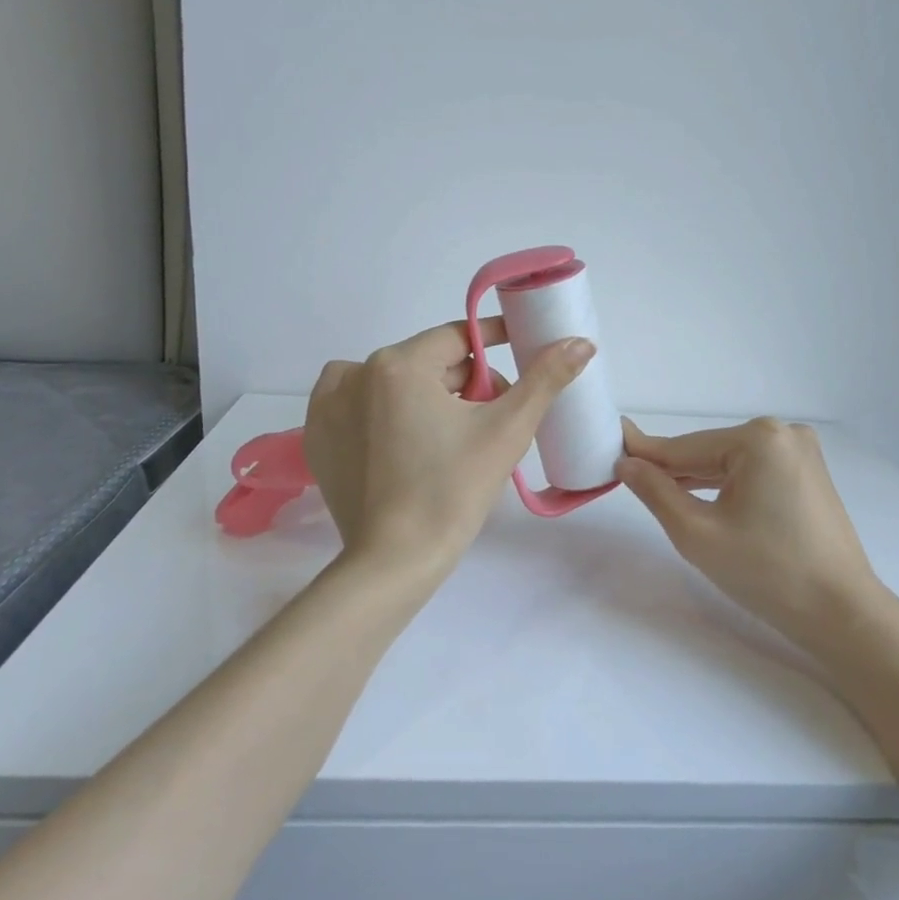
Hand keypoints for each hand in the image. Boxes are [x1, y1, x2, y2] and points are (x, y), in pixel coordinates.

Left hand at [304, 319, 592, 575]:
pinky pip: (358, 406)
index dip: (492, 345)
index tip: (517, 354)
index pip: (456, 338)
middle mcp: (353, 373)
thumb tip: (581, 341)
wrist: (395, 560)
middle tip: (491, 418)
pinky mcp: (317, 436)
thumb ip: (546, 378)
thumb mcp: (507, 430)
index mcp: (397, 364)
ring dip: (425, 397)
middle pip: (426, 363)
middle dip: (463, 383)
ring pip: (394, 384)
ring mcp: (327, 405)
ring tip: (451, 438)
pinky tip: (407, 444)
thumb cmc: (454, 490)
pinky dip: (384, 413)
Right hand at [618, 417, 880, 660]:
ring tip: (658, 492)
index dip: (644, 453)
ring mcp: (801, 453)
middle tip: (627, 478)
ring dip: (697, 480)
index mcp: (759, 439)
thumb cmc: (766, 572)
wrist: (841, 613)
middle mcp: (784, 433)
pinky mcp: (809, 474)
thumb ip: (656, 492)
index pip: (685, 448)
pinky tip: (702, 499)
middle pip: (708, 452)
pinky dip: (726, 486)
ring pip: (730, 463)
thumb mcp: (697, 533)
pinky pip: (753, 473)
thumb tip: (627, 463)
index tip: (609, 446)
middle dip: (672, 470)